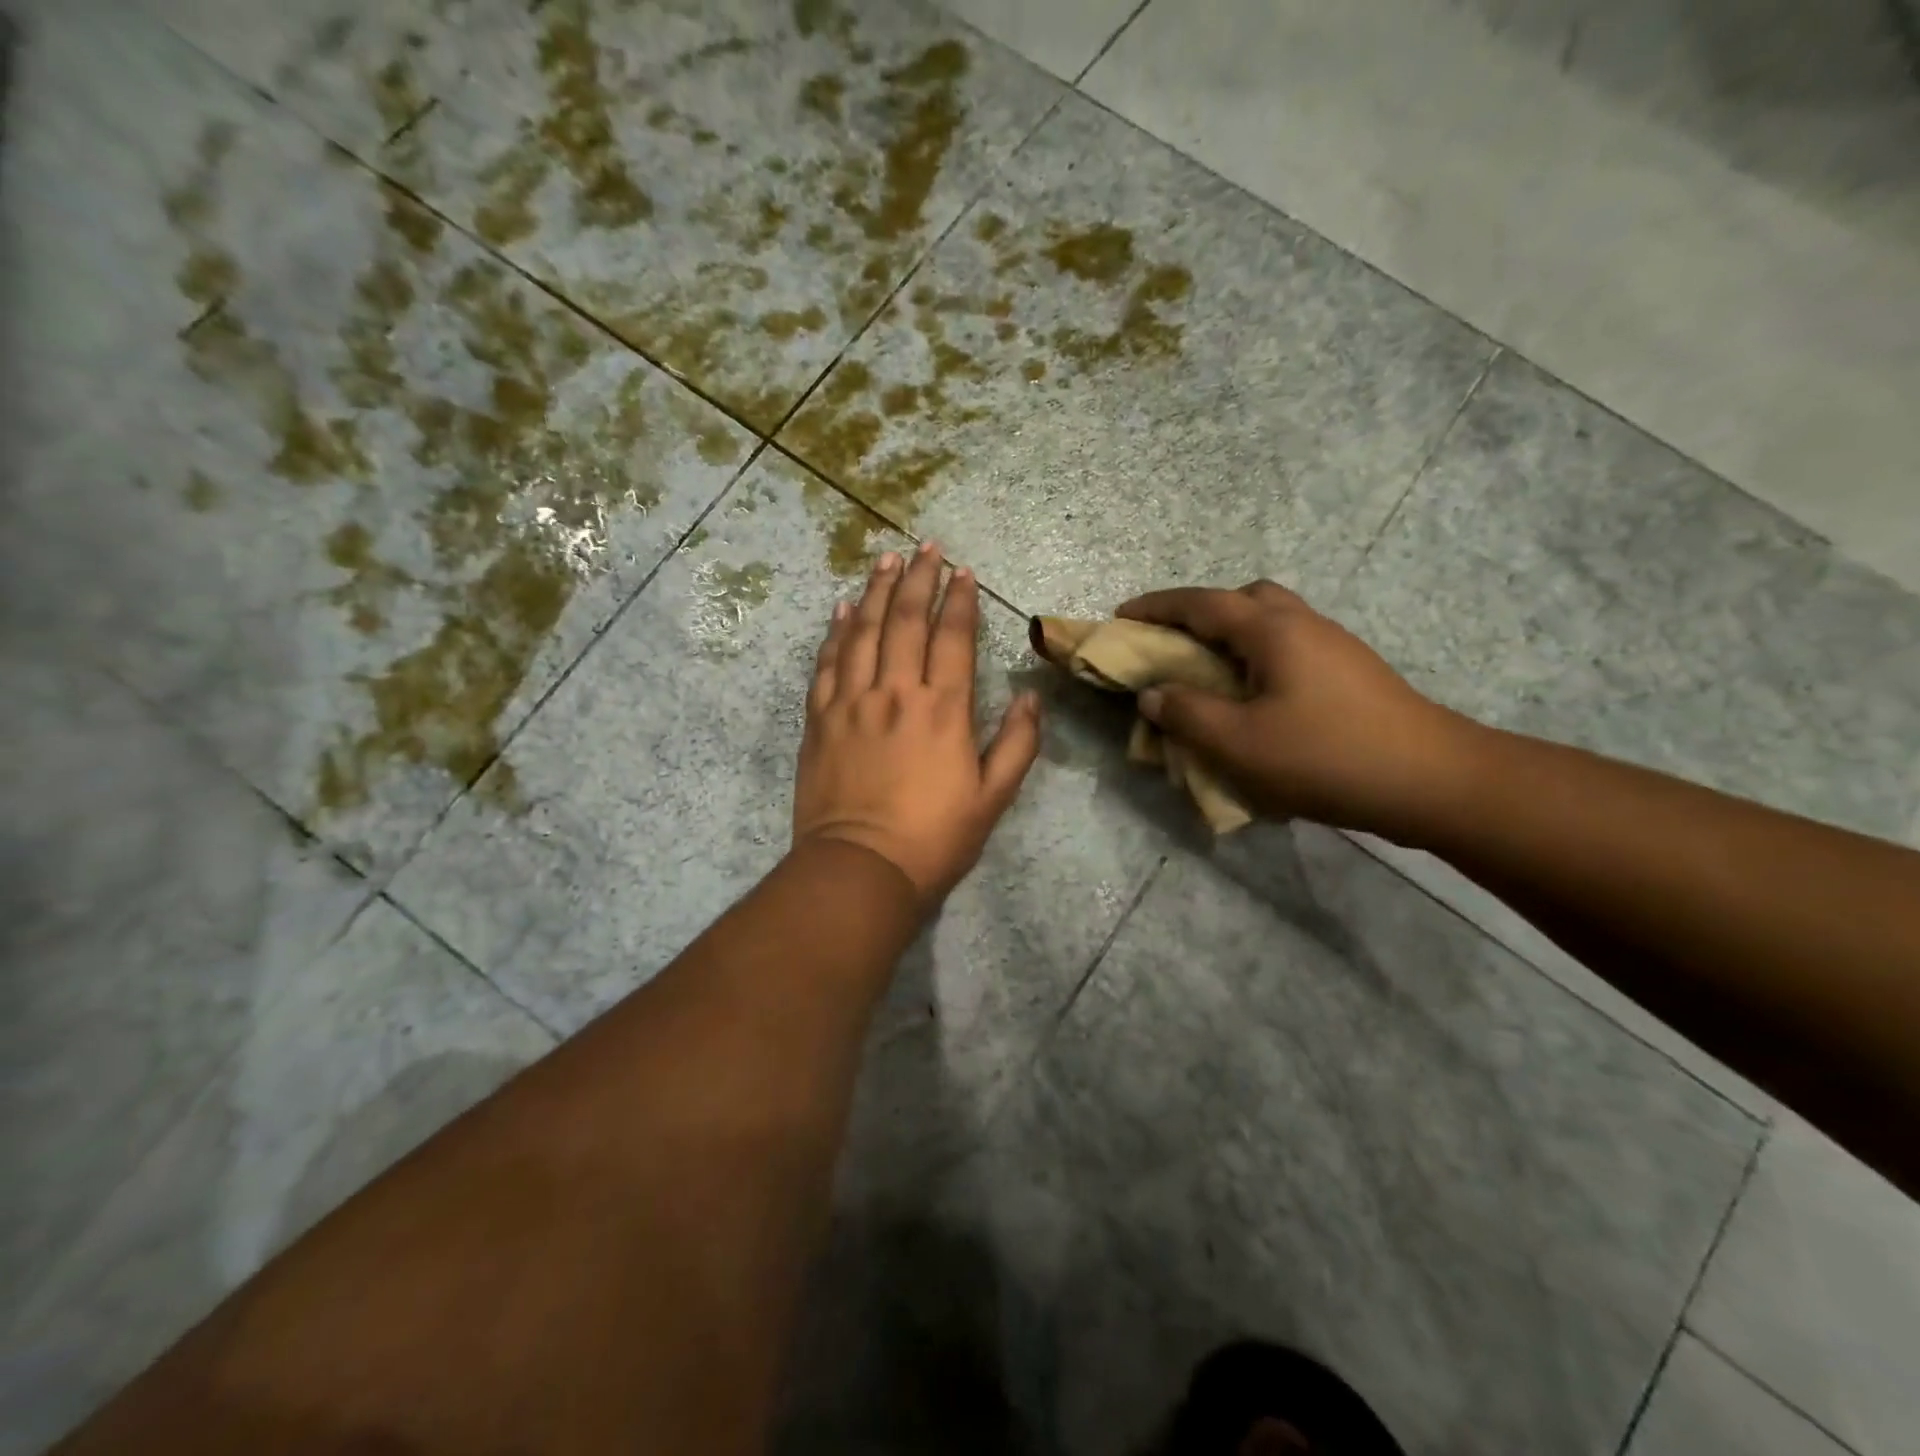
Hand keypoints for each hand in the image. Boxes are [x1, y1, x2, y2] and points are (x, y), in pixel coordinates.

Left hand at [794, 543, 1041, 907]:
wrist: (862, 869)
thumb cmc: (935, 838)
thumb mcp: (993, 797)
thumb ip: (1018, 744)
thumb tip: (1032, 697)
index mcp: (944, 709)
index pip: (952, 637)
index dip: (959, 600)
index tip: (962, 572)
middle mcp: (896, 692)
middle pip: (907, 621)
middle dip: (919, 579)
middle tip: (925, 548)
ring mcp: (852, 703)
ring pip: (864, 632)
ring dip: (877, 592)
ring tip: (886, 561)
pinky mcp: (819, 720)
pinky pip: (827, 664)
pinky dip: (836, 633)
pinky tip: (842, 610)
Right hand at [1118, 582, 1475, 837]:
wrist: (1431, 780)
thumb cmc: (1324, 756)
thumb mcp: (1238, 742)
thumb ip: (1186, 713)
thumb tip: (1153, 693)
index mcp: (1271, 630)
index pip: (1201, 603)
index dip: (1156, 607)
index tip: (1122, 615)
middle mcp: (1303, 624)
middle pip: (1244, 598)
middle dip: (1201, 612)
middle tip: (1176, 644)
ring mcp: (1334, 646)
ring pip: (1272, 621)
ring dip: (1233, 635)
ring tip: (1211, 674)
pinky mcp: (1351, 672)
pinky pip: (1290, 648)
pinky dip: (1259, 657)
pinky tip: (1257, 698)